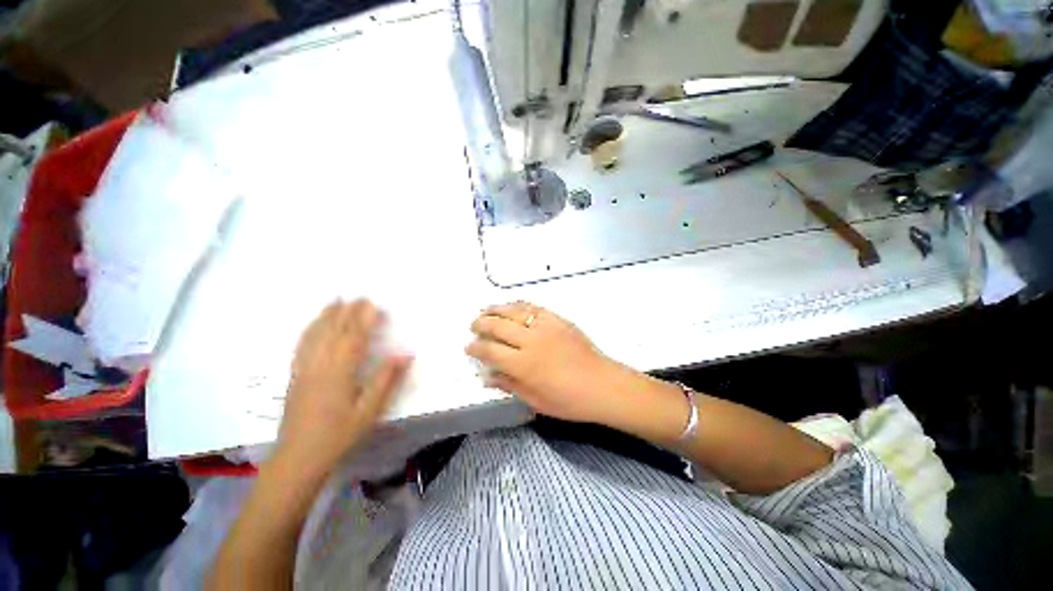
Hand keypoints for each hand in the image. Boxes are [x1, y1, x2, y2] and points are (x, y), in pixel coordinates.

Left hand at [278, 299, 411, 474]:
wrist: (299, 457)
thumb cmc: (339, 434)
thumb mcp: (370, 410)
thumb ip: (386, 379)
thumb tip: (405, 354)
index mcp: (339, 372)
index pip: (353, 338)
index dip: (364, 319)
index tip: (374, 304)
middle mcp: (318, 365)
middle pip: (333, 332)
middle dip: (346, 312)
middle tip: (358, 296)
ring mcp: (303, 370)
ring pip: (314, 336)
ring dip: (325, 316)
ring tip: (334, 301)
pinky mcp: (294, 376)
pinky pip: (301, 346)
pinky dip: (309, 330)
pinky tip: (313, 326)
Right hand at [467, 302, 623, 424]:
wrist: (602, 384)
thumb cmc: (568, 400)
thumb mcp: (535, 400)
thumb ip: (509, 384)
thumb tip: (486, 376)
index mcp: (524, 365)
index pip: (490, 351)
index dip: (476, 348)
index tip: (468, 346)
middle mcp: (531, 341)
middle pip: (498, 326)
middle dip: (481, 324)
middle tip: (473, 326)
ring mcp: (546, 326)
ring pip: (514, 311)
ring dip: (496, 309)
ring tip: (485, 310)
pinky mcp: (558, 319)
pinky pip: (534, 307)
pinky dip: (519, 305)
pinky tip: (511, 306)